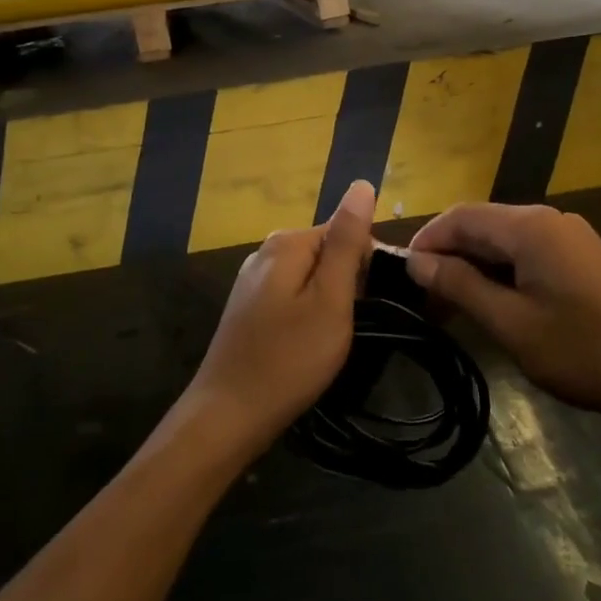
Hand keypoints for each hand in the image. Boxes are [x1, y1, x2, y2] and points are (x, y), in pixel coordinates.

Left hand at [183, 180, 374, 454]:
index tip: (373, 305)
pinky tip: (307, 345)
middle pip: (327, 253)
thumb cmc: (288, 359)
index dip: (368, 267)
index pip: (346, 233)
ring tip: (332, 340)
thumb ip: (347, 242)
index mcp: (287, 242)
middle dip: (348, 284)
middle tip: (350, 327)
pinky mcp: (249, 308)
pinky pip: (293, 296)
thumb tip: (362, 184)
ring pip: (311, 277)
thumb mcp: (330, 299)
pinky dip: (308, 314)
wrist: (227, 416)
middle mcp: (265, 251)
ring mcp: (253, 280)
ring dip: (329, 302)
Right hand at [406, 203, 600, 417]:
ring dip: (473, 267)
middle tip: (423, 300)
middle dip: (448, 256)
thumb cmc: (584, 351)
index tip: (402, 276)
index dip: (426, 240)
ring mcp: (569, 236)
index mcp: (530, 227)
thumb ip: (460, 286)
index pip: (460, 216)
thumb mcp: (512, 324)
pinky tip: (492, 305)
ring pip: (504, 241)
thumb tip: (416, 261)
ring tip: (450, 308)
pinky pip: (527, 253)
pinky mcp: (581, 257)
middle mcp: (548, 219)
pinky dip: (501, 273)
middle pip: (482, 225)